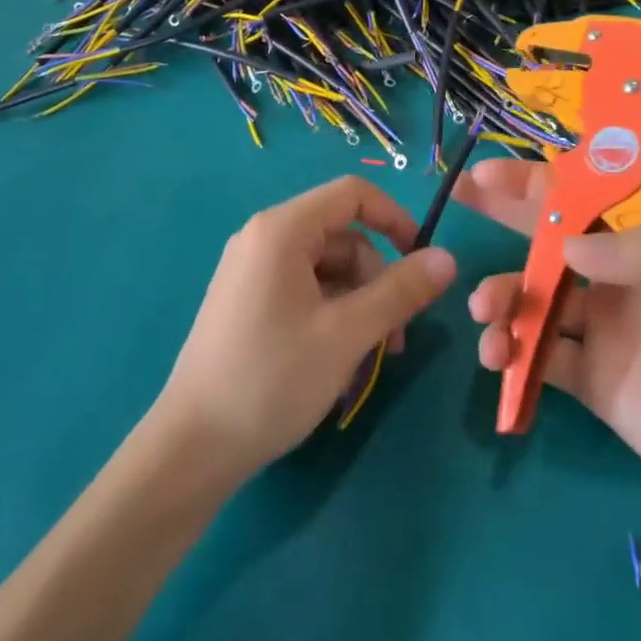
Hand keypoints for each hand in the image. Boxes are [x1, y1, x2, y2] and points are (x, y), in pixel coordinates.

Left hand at [155, 176, 457, 482]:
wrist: (192, 446)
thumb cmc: (272, 379)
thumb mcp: (347, 334)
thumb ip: (400, 291)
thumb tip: (447, 258)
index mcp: (282, 229)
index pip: (353, 194)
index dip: (396, 218)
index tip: (423, 262)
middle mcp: (263, 238)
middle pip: (342, 237)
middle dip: (377, 280)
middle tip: (394, 339)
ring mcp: (251, 270)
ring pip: (326, 269)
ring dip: (358, 304)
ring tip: (369, 359)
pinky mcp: (247, 301)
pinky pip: (303, 290)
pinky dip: (332, 315)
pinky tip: (339, 361)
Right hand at [456, 158, 640, 528]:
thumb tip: (568, 244)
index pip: (587, 193)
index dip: (539, 179)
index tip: (492, 172)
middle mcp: (619, 274)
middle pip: (549, 234)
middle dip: (504, 212)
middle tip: (459, 196)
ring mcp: (601, 327)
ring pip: (534, 296)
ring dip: (501, 294)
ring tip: (486, 311)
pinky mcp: (590, 379)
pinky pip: (538, 357)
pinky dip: (510, 352)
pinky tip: (498, 357)